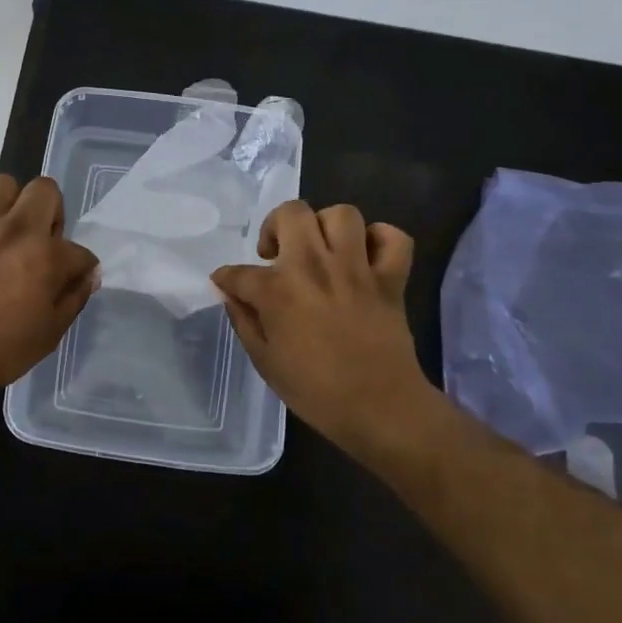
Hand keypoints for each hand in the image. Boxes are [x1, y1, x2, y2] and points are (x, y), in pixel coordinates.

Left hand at [0, 174, 99, 399]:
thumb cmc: (2, 350)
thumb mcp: (51, 332)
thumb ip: (74, 298)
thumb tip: (88, 276)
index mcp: (46, 256)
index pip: (79, 251)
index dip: (81, 267)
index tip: (73, 280)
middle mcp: (16, 230)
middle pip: (45, 189)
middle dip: (52, 211)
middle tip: (42, 240)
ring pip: (2, 183)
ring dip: (11, 202)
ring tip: (7, 227)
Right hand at [211, 201, 431, 451]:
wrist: (380, 409)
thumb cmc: (315, 391)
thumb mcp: (264, 361)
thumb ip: (243, 320)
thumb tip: (229, 293)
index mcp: (278, 291)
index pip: (239, 271)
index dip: (227, 278)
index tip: (228, 284)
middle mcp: (315, 267)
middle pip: (292, 213)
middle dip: (276, 225)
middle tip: (277, 253)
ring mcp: (356, 269)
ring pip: (342, 215)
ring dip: (326, 227)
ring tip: (321, 250)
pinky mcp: (390, 279)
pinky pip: (393, 238)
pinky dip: (380, 239)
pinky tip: (364, 257)